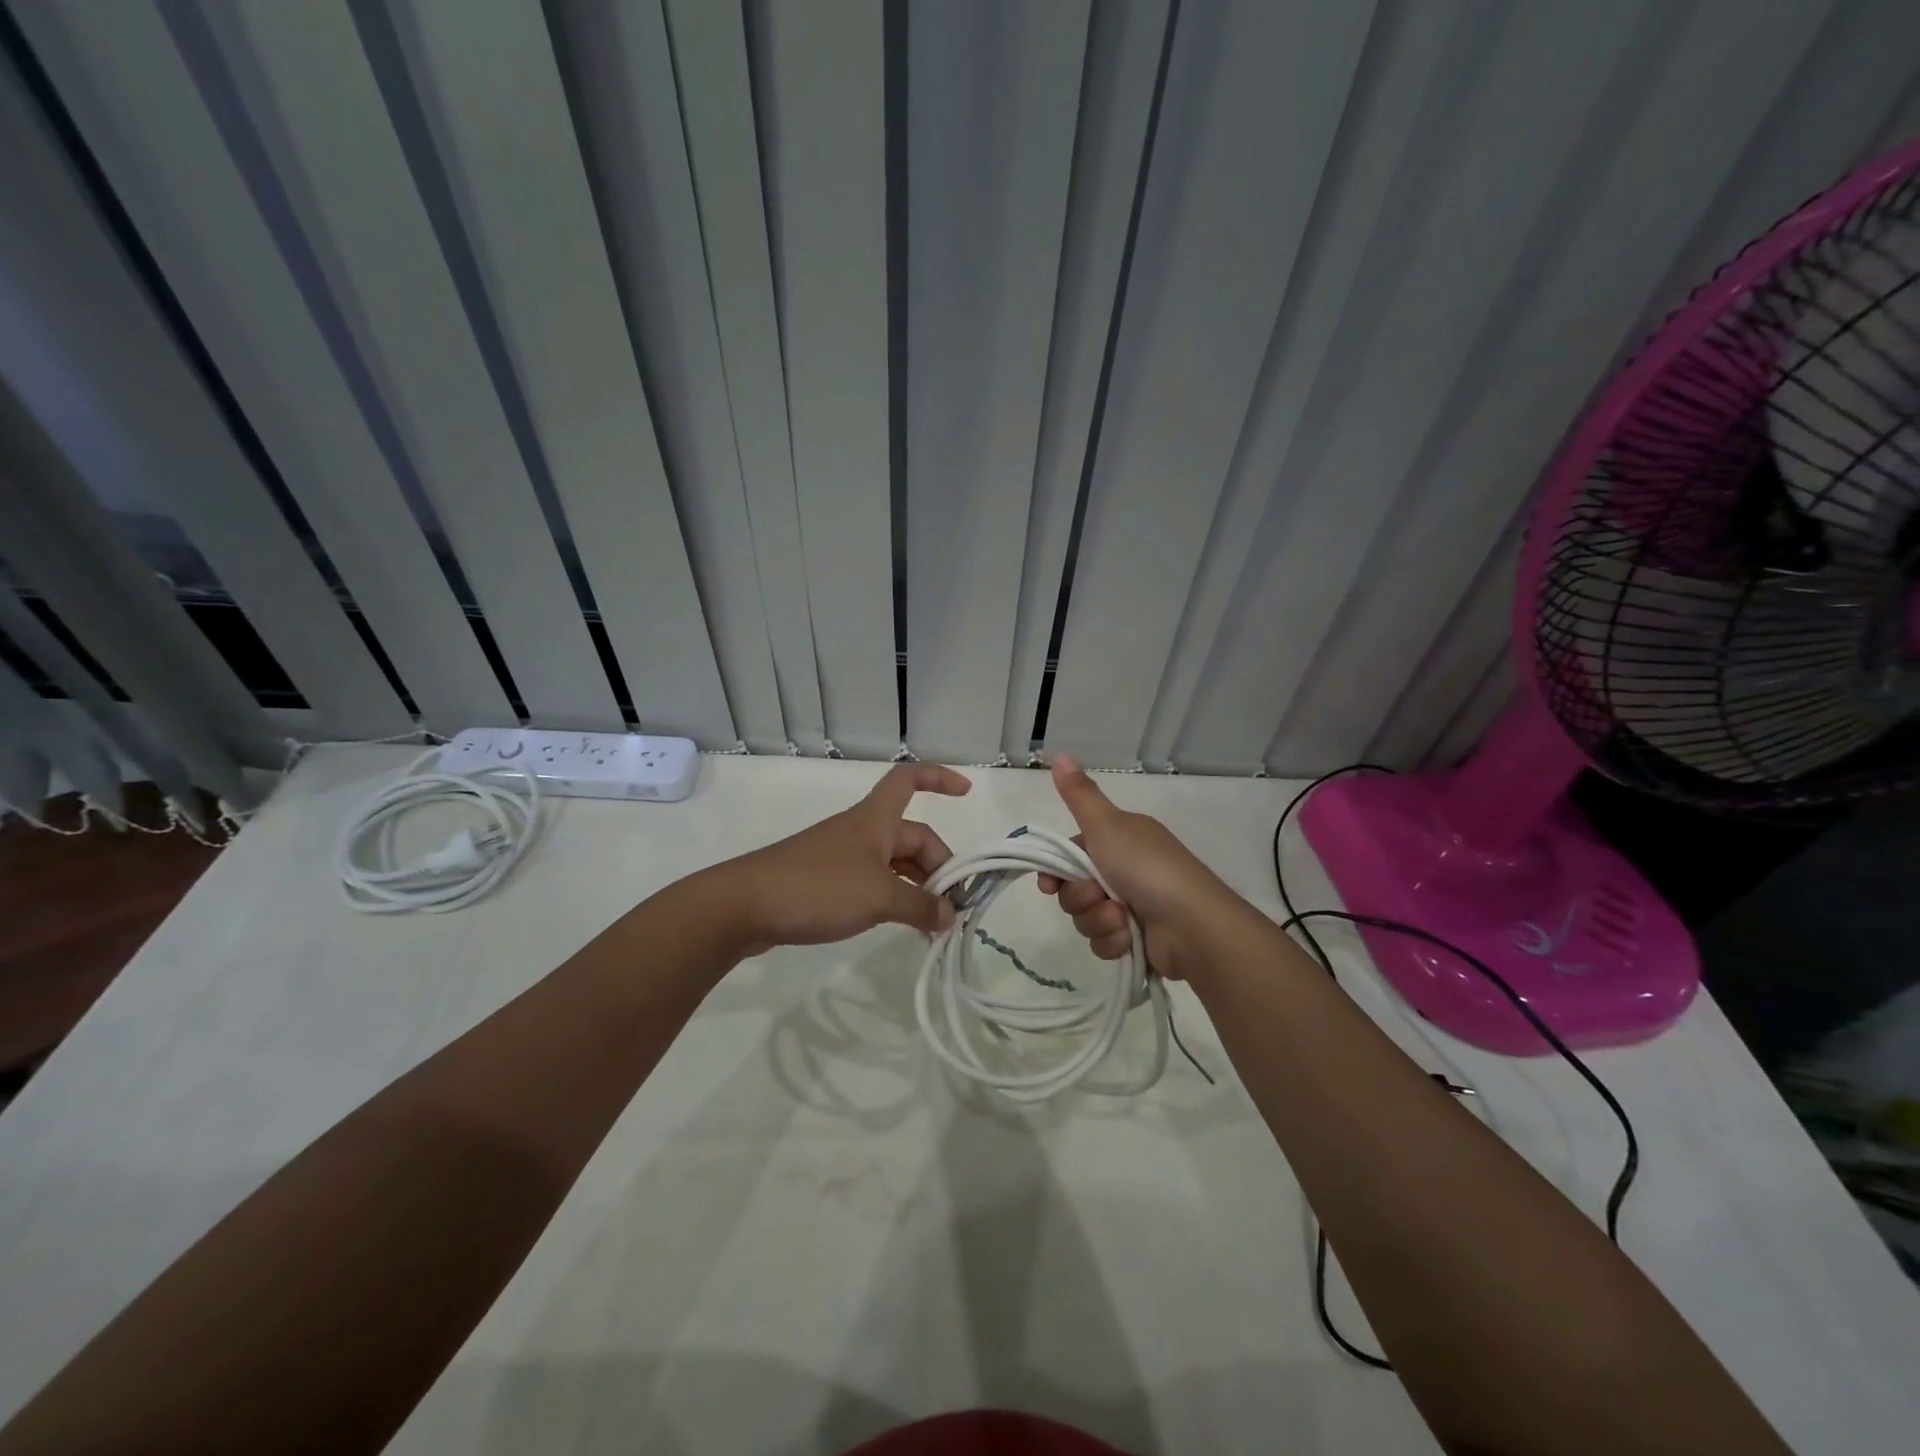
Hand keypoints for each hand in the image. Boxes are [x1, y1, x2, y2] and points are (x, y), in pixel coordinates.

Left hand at [706, 764, 971, 955]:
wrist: (744, 905)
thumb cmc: (818, 887)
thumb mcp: (879, 897)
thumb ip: (920, 906)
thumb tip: (951, 917)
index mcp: (876, 820)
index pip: (910, 779)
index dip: (939, 777)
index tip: (967, 792)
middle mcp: (862, 831)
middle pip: (912, 837)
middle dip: (937, 868)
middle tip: (951, 911)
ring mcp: (842, 857)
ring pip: (894, 864)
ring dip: (916, 889)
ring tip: (931, 927)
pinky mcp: (825, 882)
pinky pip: (873, 883)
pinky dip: (892, 899)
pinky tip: (899, 926)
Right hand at [1037, 755, 1242, 979]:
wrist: (1193, 926)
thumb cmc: (1147, 868)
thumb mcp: (1108, 826)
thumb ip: (1080, 795)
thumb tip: (1059, 754)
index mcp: (1120, 840)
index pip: (1072, 853)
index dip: (1055, 870)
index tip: (1048, 884)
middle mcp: (1126, 870)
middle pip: (1075, 888)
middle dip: (1080, 898)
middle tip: (1097, 896)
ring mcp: (1134, 906)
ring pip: (1087, 917)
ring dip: (1098, 920)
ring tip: (1121, 919)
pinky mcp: (1138, 939)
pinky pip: (1104, 942)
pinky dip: (1112, 941)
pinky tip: (1128, 939)